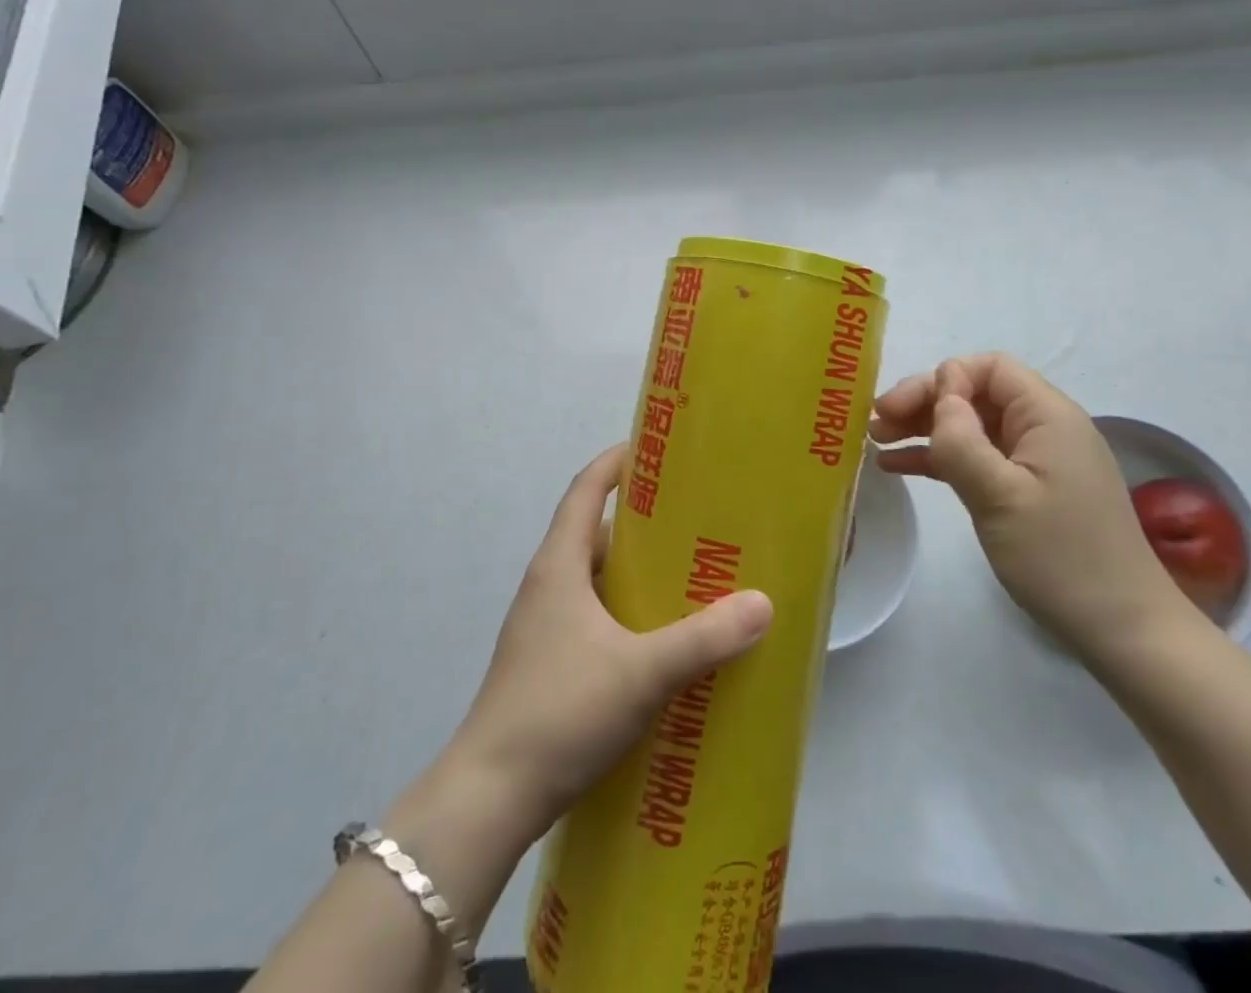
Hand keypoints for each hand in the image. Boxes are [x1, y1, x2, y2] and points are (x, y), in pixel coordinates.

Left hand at [439, 445, 772, 847]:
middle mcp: (547, 586)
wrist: (488, 800)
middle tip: (696, 522)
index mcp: (559, 566)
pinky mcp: (548, 666)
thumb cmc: (560, 712)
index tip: (658, 450)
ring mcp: (543, 629)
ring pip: (596, 581)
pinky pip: (594, 619)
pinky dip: (627, 616)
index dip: (617, 463)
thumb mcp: (641, 672)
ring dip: (636, 575)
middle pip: (595, 534)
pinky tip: (661, 643)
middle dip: (643, 524)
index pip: (585, 490)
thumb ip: (704, 638)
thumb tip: (762, 603)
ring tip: (689, 579)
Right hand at [870, 352, 1193, 661]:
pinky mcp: (1029, 489)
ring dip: (925, 428)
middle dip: (925, 402)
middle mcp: (1044, 427)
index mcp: (1047, 415)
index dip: (944, 380)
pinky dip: (940, 458)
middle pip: (976, 393)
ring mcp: (1037, 460)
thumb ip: (962, 440)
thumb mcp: (1000, 496)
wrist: (1122, 630)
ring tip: (877, 440)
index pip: (989, 368)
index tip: (906, 411)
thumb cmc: (1060, 557)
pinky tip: (899, 466)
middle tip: (877, 421)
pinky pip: (978, 458)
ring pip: (972, 425)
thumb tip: (940, 396)